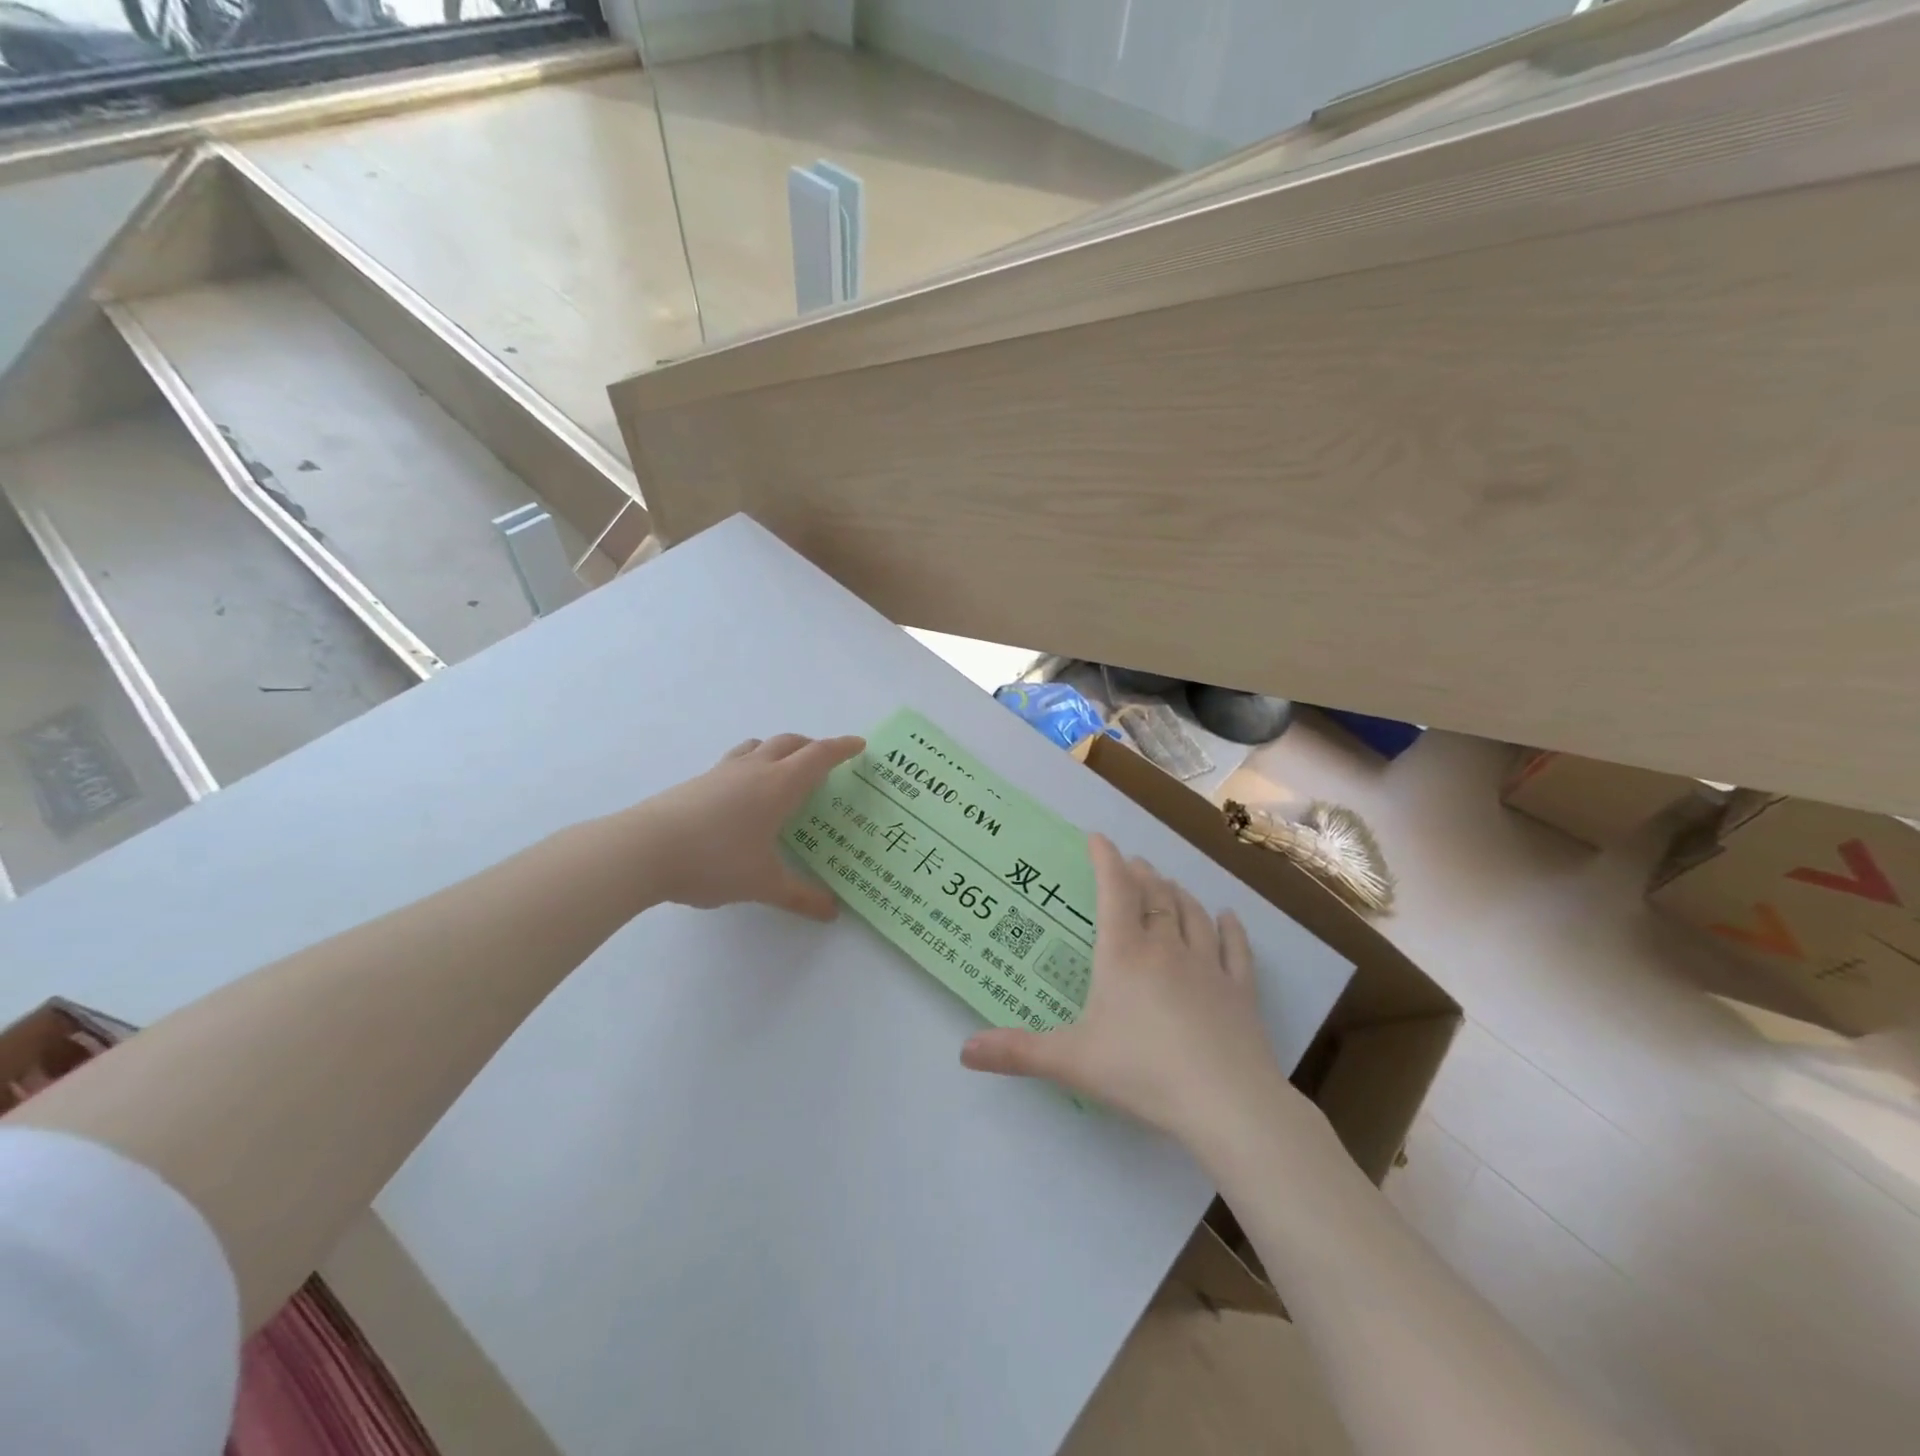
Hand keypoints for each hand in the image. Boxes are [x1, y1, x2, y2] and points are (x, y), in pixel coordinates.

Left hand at [628, 733, 863, 919]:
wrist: (642, 851)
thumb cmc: (715, 860)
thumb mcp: (764, 884)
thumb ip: (801, 896)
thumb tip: (832, 912)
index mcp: (779, 785)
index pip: (819, 756)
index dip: (841, 748)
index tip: (859, 745)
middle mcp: (754, 770)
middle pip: (789, 743)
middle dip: (812, 746)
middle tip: (825, 760)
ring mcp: (721, 773)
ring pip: (758, 746)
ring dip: (778, 750)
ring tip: (784, 770)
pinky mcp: (697, 782)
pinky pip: (735, 761)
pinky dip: (751, 764)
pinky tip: (743, 794)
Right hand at [960, 833, 1292, 1145]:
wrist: (1226, 1102)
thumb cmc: (1142, 1072)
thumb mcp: (1072, 1061)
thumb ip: (1018, 1052)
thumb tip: (964, 1050)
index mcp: (1124, 954)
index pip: (1113, 890)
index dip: (1105, 860)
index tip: (1097, 838)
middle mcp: (1166, 947)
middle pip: (1154, 896)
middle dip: (1141, 874)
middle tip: (1132, 863)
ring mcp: (1207, 966)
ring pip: (1192, 913)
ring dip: (1177, 893)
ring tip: (1168, 883)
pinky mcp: (1239, 991)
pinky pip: (1235, 948)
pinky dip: (1230, 928)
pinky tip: (1228, 917)